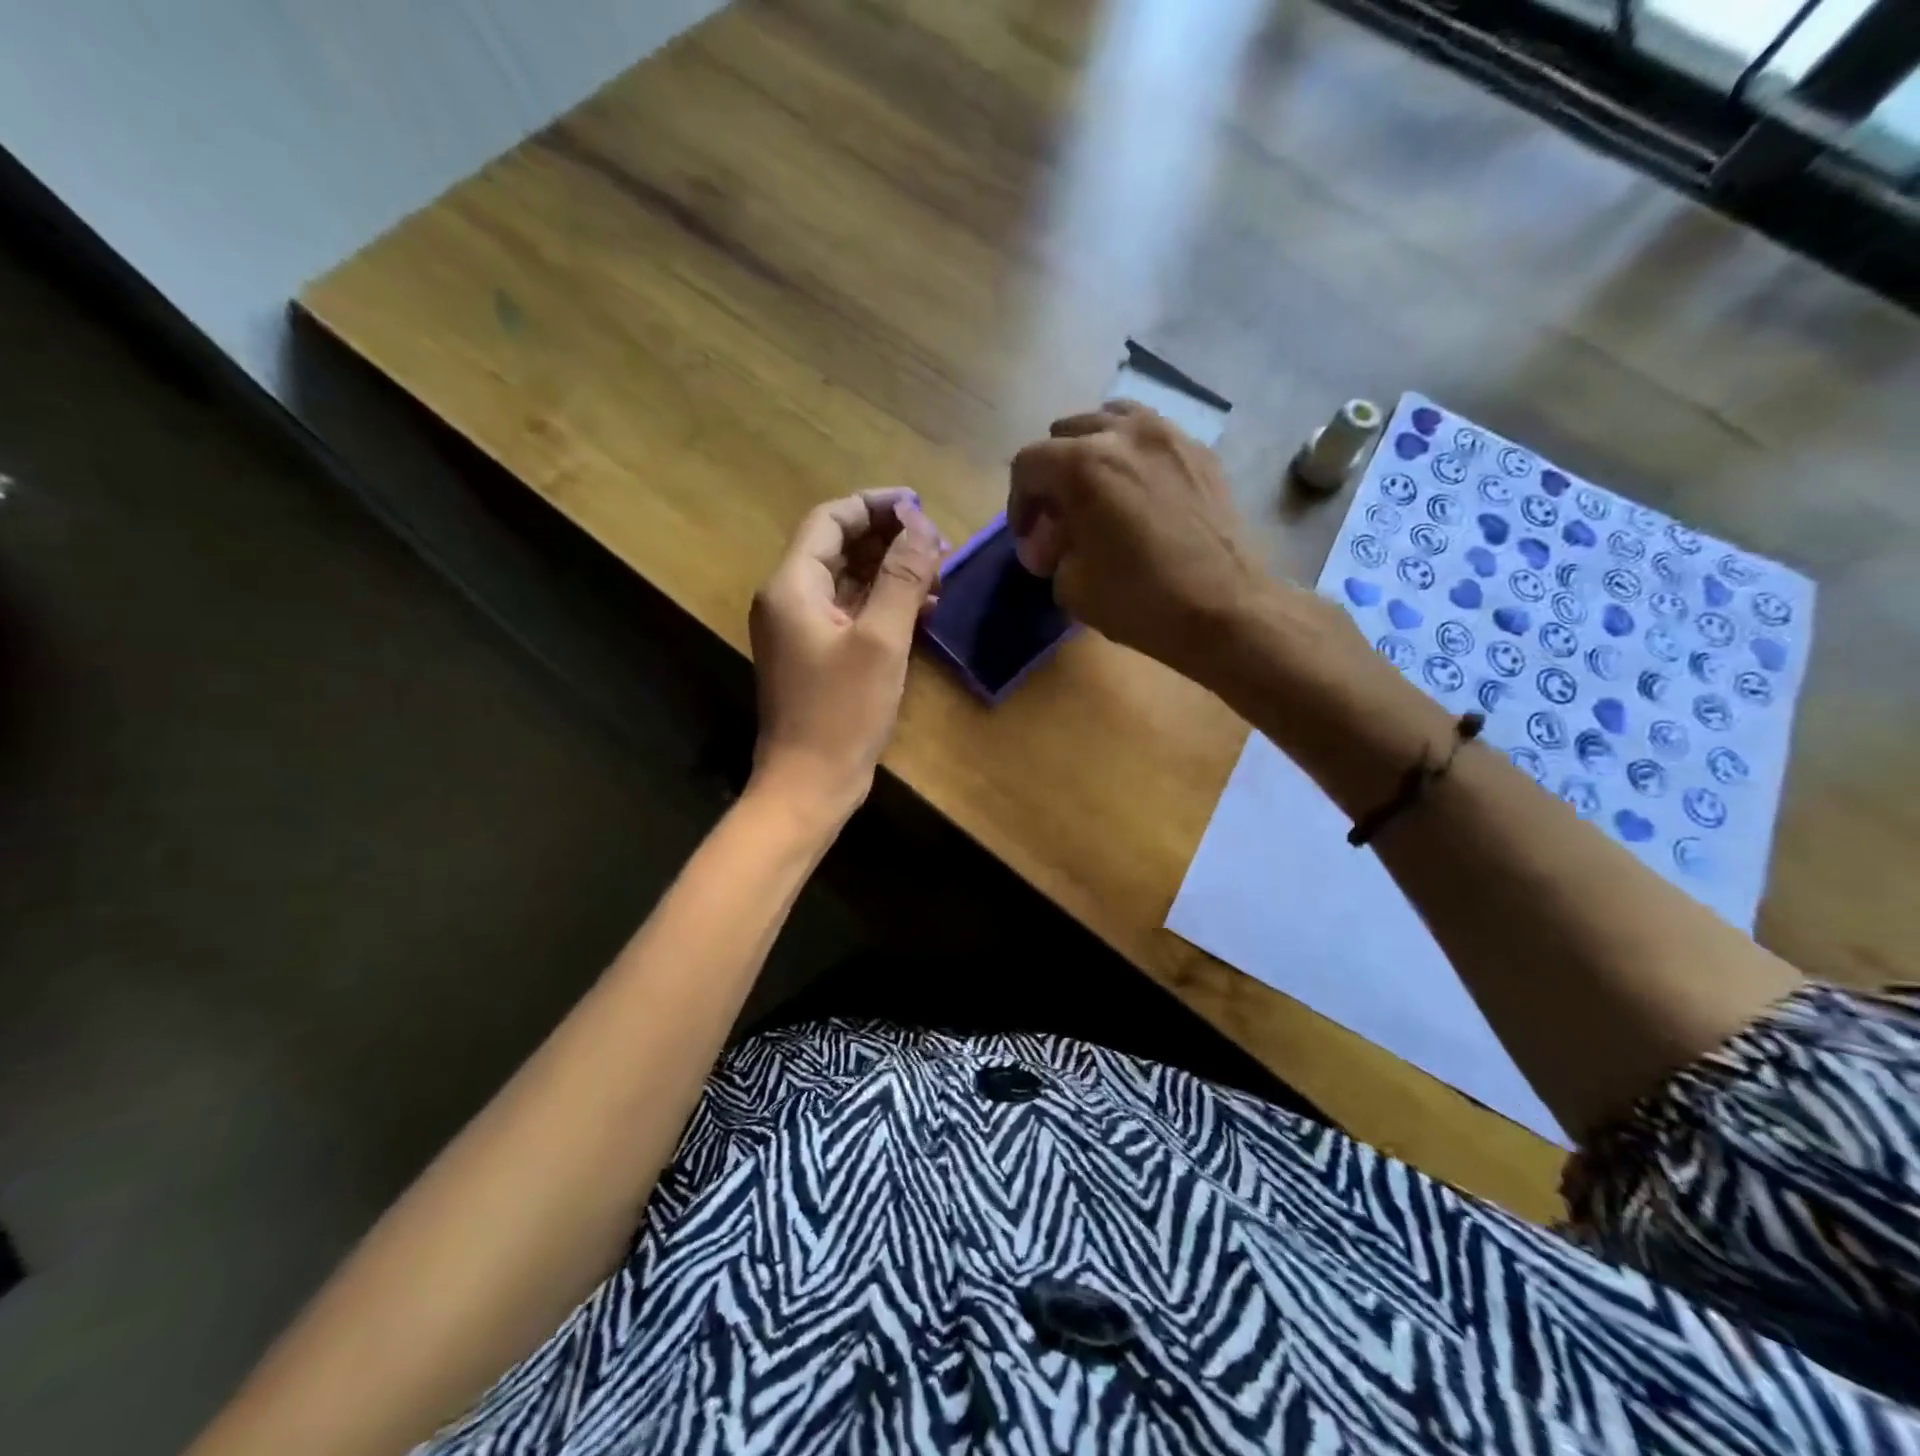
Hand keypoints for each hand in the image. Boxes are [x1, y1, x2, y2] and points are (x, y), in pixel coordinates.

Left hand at [747, 488, 942, 823]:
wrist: (809, 784)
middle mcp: (789, 599)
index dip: (874, 506)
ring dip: (890, 571)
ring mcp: (801, 629)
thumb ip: (903, 578)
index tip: (920, 506)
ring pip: (848, 580)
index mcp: (792, 585)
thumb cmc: (842, 712)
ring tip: (939, 573)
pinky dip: (883, 604)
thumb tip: (921, 525)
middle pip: (838, 547)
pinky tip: (923, 610)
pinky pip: (850, 613)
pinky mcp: (816, 655)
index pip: (830, 520)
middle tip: (938, 543)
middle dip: (888, 539)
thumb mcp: (881, 640)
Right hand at [1009, 401, 1273, 681]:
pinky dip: (1132, 455)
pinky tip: (1138, 493)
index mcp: (1084, 465)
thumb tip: (1054, 540)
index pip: (1028, 464)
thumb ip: (1053, 551)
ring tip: (1097, 492)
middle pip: (1066, 434)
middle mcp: (1124, 434)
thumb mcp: (1072, 586)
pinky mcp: (1200, 452)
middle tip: (1059, 517)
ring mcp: (1169, 436)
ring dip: (1092, 451)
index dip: (1018, 503)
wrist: (1224, 609)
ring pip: (1111, 420)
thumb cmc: (1140, 601)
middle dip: (1053, 475)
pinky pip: (1152, 435)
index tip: (1029, 538)